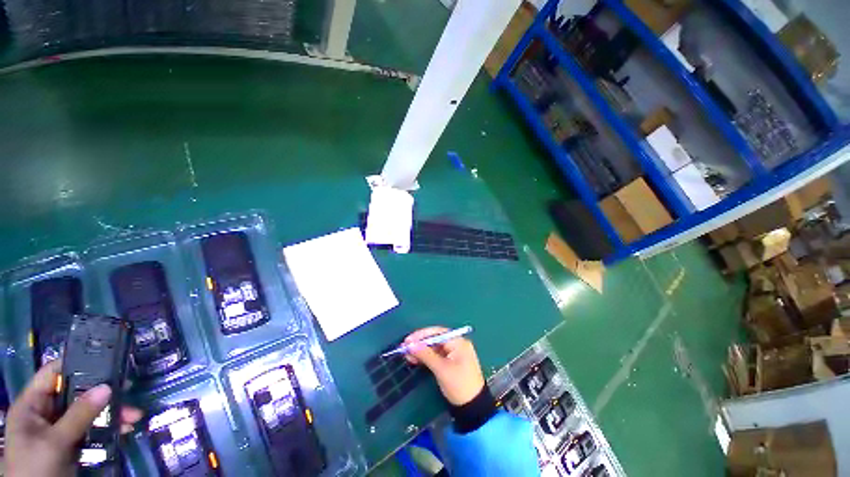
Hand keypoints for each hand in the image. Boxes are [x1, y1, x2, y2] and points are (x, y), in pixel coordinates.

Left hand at [5, 360, 143, 476]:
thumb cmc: (36, 467)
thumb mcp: (55, 443)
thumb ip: (78, 415)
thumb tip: (107, 387)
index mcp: (32, 404)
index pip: (53, 374)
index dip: (75, 364)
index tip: (105, 361)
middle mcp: (45, 412)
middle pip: (75, 394)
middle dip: (103, 395)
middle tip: (128, 391)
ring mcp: (58, 429)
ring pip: (87, 413)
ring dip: (111, 413)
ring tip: (133, 417)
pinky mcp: (71, 442)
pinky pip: (91, 428)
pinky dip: (108, 428)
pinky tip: (124, 429)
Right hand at [404, 327, 484, 405]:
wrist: (473, 409)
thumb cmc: (459, 385)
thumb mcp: (441, 369)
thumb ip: (425, 355)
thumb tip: (410, 345)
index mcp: (458, 342)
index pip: (437, 333)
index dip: (421, 335)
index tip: (408, 340)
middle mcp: (457, 344)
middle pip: (435, 339)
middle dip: (420, 343)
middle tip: (405, 348)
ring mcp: (454, 354)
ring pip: (434, 348)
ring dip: (421, 351)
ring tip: (407, 355)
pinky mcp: (451, 363)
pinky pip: (436, 356)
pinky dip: (426, 357)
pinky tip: (415, 360)